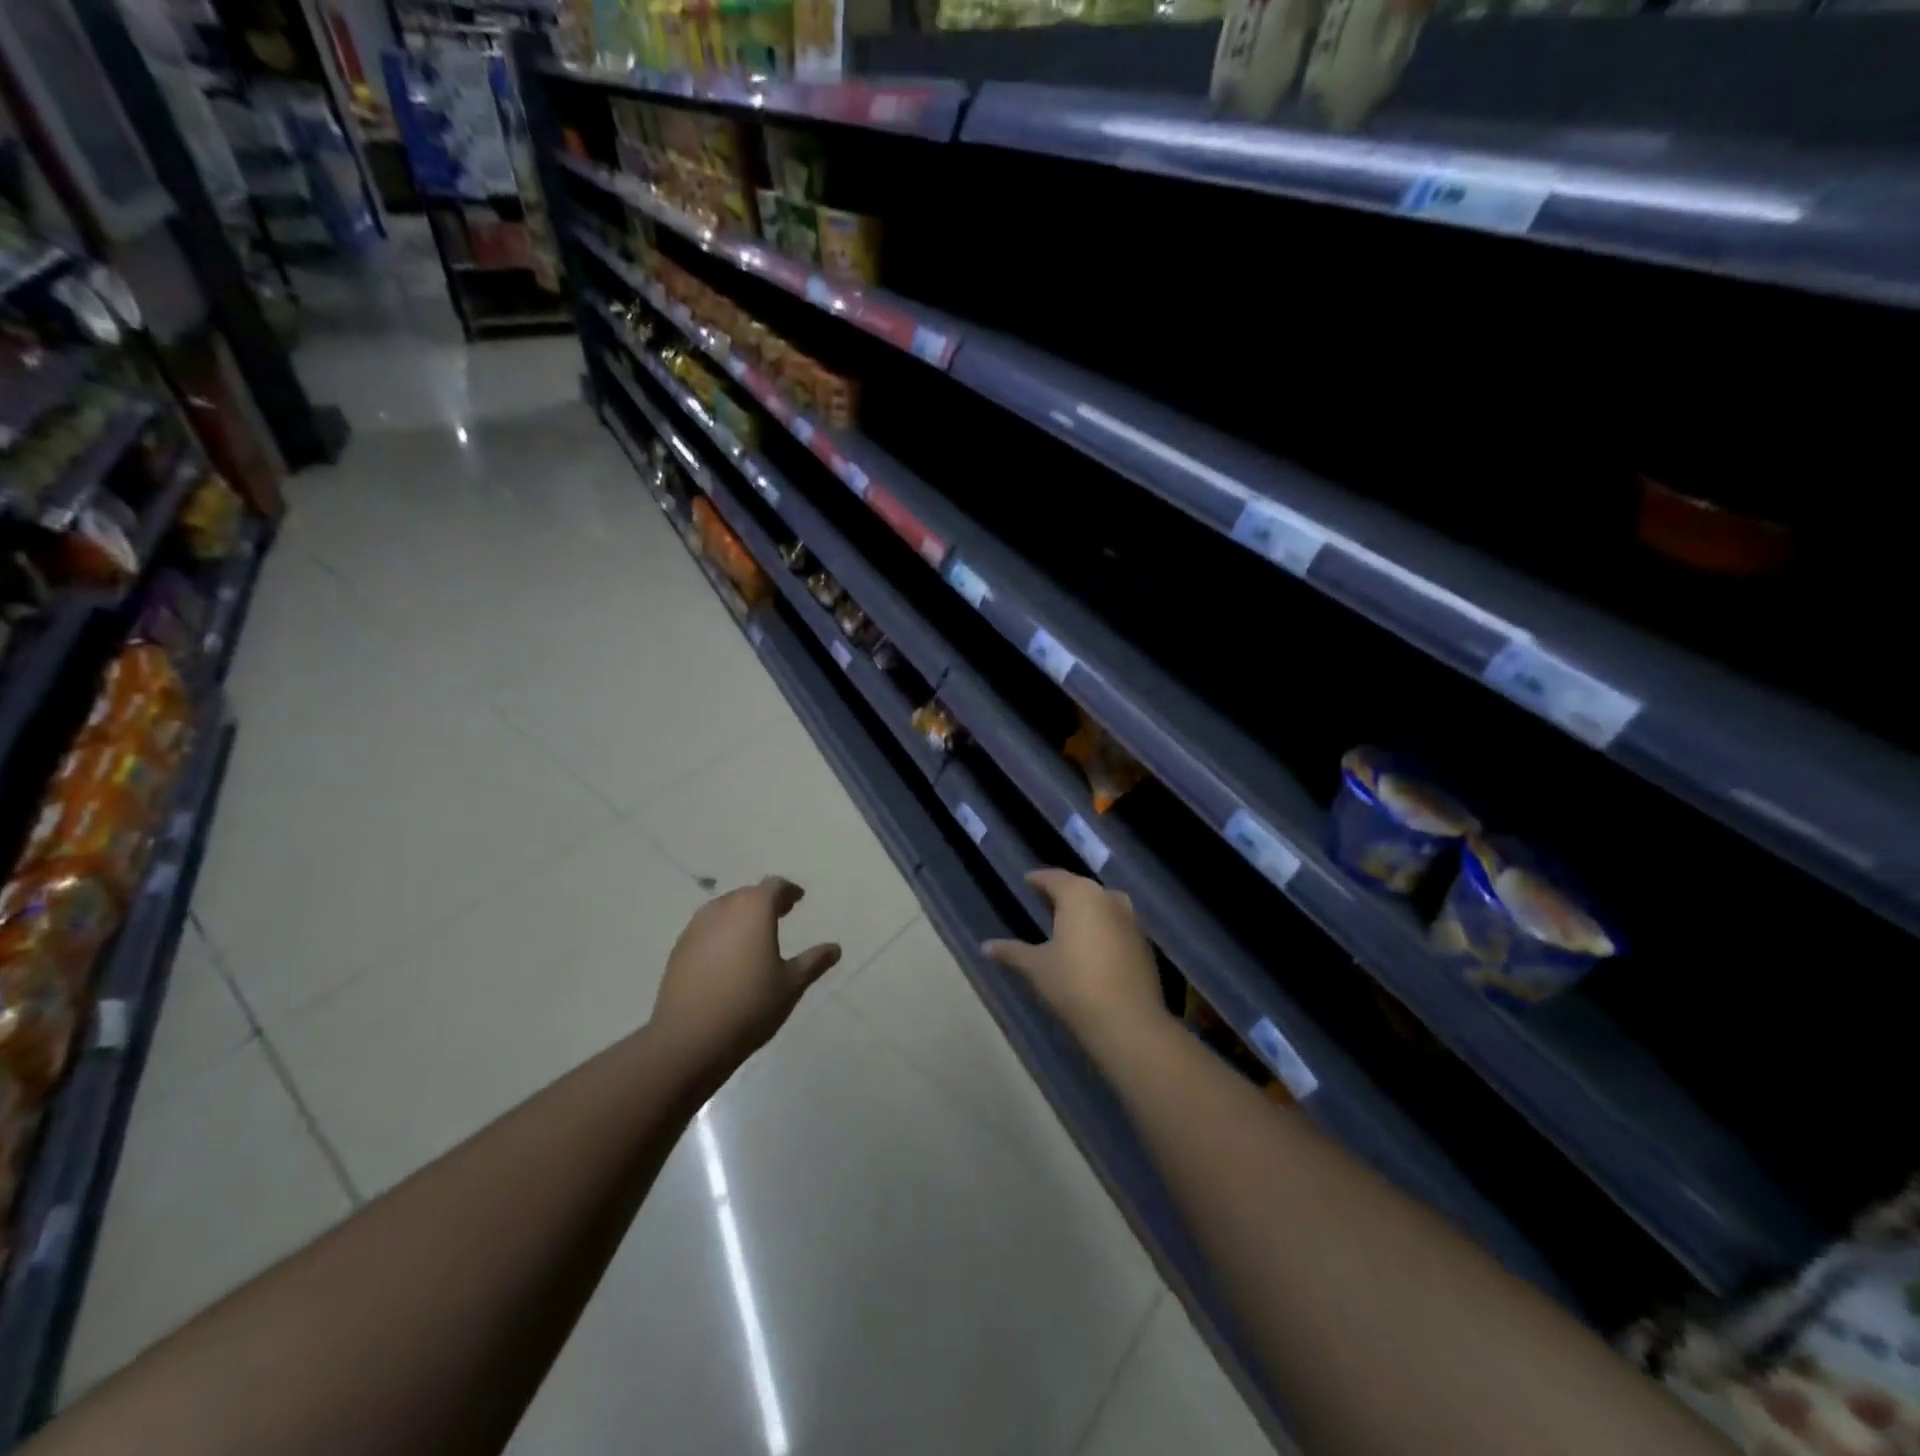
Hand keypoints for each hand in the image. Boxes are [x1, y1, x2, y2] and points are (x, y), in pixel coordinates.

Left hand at [653, 877, 841, 1082]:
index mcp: (753, 909)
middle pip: (747, 894)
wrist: (689, 1039)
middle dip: (765, 901)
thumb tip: (835, 948)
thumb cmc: (750, 1005)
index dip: (788, 891)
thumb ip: (814, 961)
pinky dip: (721, 932)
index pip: (773, 886)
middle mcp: (723, 909)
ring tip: (754, 934)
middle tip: (781, 914)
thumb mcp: (791, 985)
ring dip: (740, 915)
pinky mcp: (678, 949)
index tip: (798, 899)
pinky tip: (727, 956)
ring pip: (723, 909)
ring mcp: (696, 928)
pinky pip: (706, 929)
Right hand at [983, 869, 1164, 1053]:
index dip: (1038, 880)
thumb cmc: (1074, 984)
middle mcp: (1108, 898)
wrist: (1128, 1021)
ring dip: (1085, 911)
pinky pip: (1117, 926)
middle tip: (1044, 902)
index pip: (1054, 878)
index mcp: (1079, 895)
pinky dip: (1102, 929)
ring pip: (1102, 906)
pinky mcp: (1144, 944)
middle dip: (1062, 894)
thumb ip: (1012, 951)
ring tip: (1067, 924)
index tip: (1027, 882)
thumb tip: (985, 946)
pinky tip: (1091, 947)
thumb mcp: (1036, 967)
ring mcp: (1131, 920)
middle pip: (1080, 889)